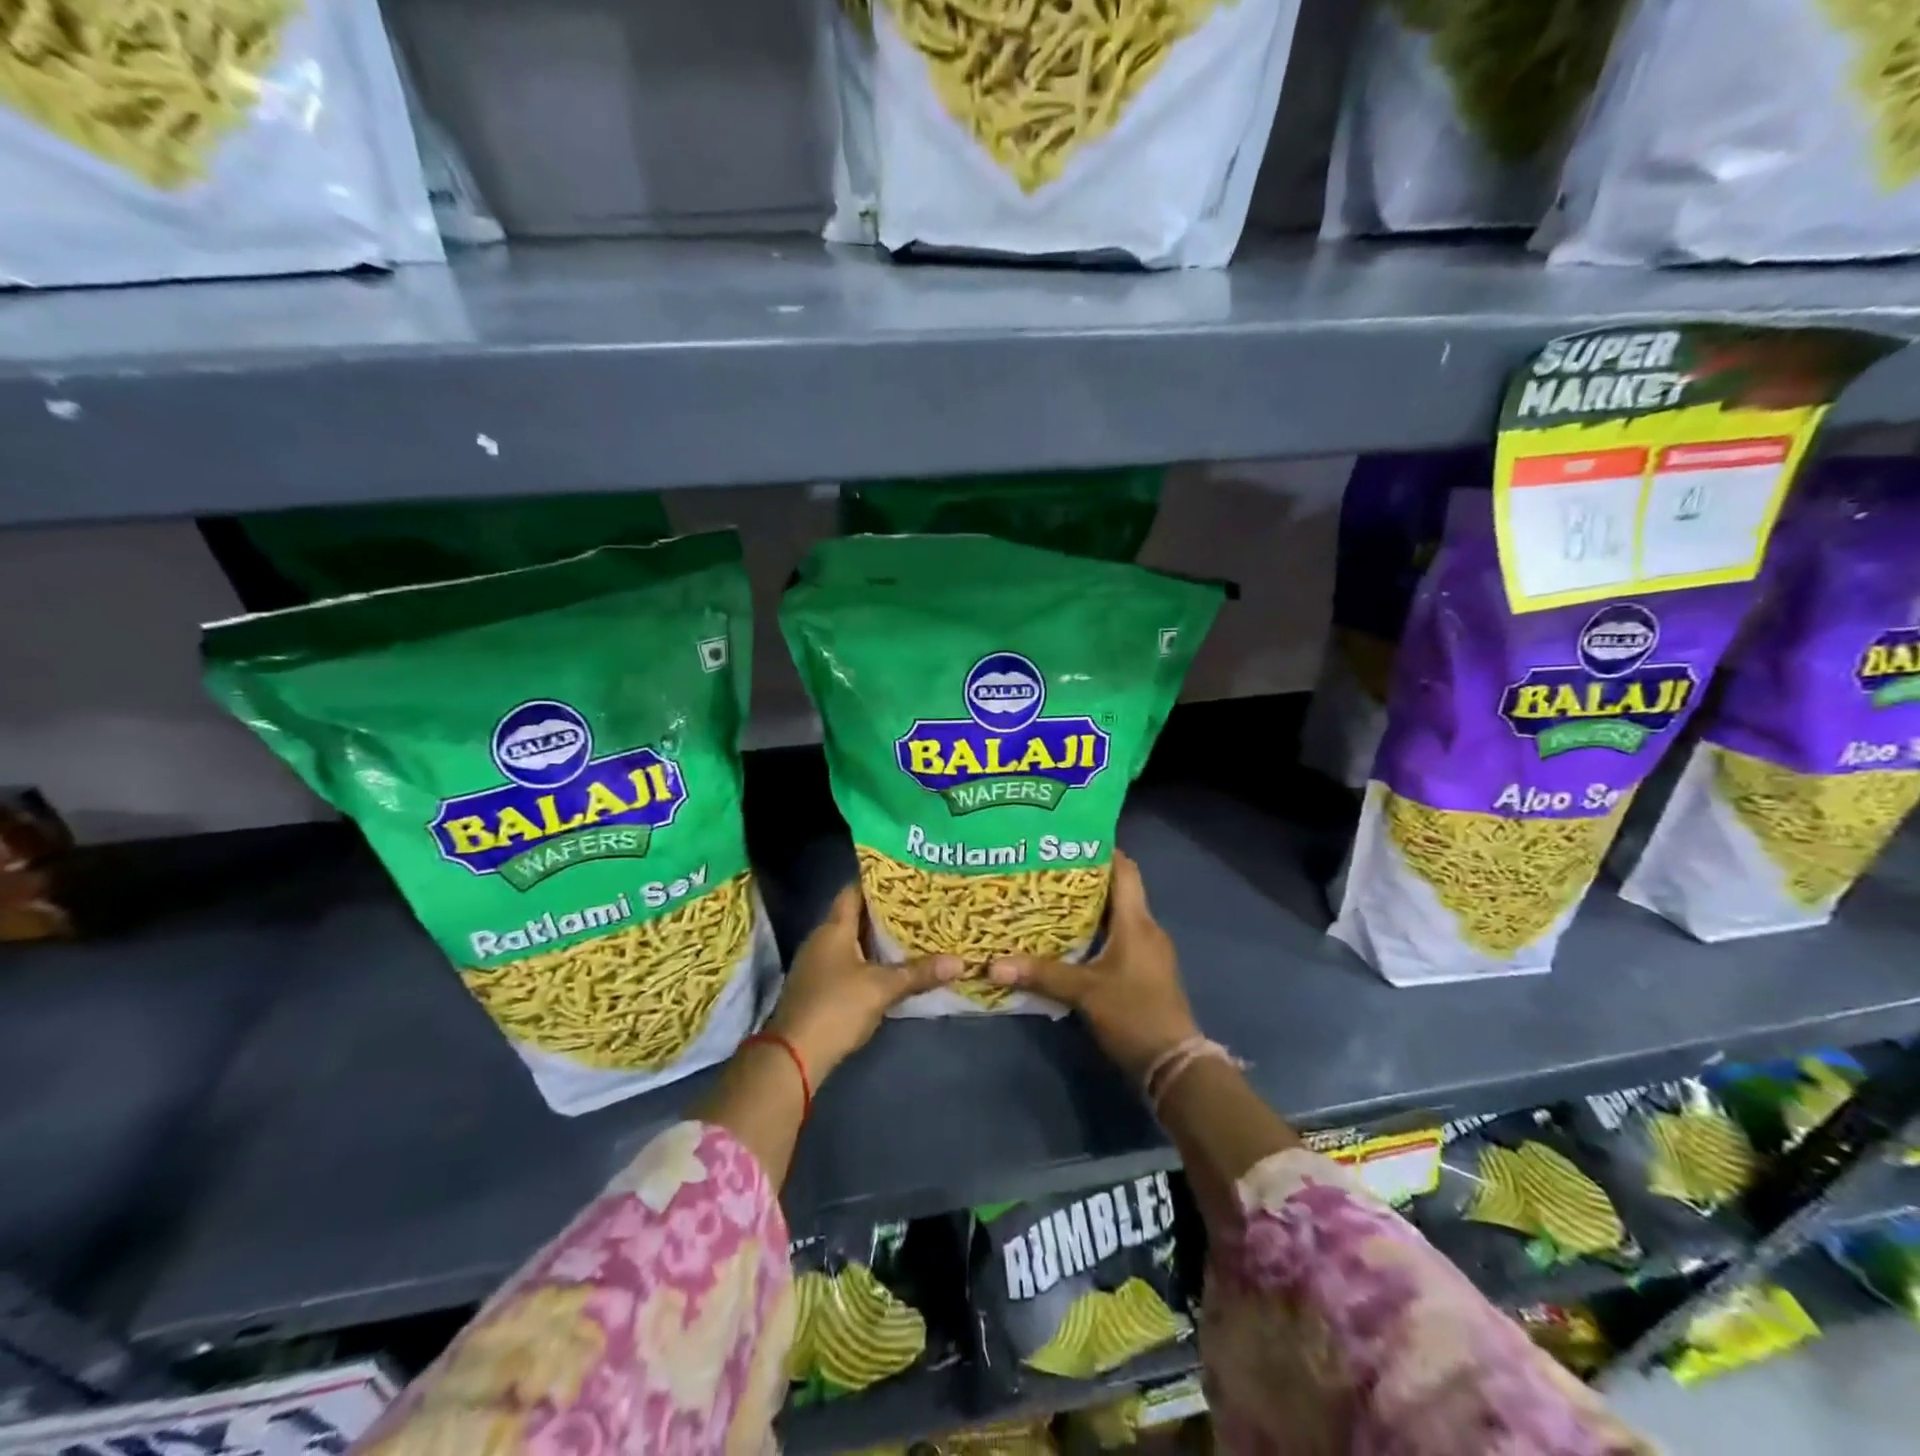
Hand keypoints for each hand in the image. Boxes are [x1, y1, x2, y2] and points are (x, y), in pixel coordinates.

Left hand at [767, 883, 962, 1081]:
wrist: (794, 1056)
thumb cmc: (837, 1007)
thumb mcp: (882, 988)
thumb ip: (919, 972)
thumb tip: (960, 961)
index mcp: (833, 929)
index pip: (853, 892)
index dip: (877, 883)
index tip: (906, 879)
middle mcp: (821, 940)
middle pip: (855, 917)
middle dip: (885, 913)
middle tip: (919, 906)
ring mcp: (817, 965)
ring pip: (852, 942)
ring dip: (877, 940)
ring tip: (912, 933)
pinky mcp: (818, 988)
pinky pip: (848, 963)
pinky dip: (869, 961)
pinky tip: (891, 967)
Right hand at [987, 850, 1199, 1082]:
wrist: (1174, 1064)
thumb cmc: (1133, 1014)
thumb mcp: (1084, 992)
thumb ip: (1041, 974)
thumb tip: (994, 964)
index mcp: (1137, 923)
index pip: (1125, 870)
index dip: (1103, 850)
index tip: (1070, 838)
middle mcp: (1146, 930)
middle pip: (1119, 890)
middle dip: (1086, 878)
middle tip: (1047, 869)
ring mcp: (1149, 952)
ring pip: (1118, 916)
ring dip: (1090, 907)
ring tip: (1051, 899)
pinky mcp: (1145, 972)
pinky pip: (1119, 938)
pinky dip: (1096, 932)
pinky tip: (1069, 939)